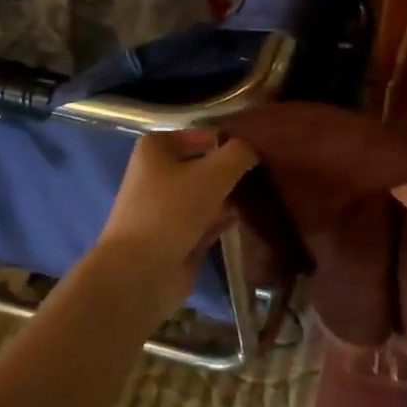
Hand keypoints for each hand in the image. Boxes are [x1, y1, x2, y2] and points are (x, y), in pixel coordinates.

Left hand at [92, 130, 258, 319]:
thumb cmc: (173, 209)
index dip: (225, 140)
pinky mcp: (174, 239)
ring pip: (204, 196)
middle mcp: (155, 176)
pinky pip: (204, 223)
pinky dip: (222, 220)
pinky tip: (247, 219)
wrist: (141, 271)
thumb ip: (239, 154)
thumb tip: (253, 148)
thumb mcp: (215, 172)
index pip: (197, 134)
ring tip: (261, 194)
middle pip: (201, 166)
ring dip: (228, 196)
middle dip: (229, 170)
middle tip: (264, 172)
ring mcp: (164, 210)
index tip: (255, 150)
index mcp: (154, 150)